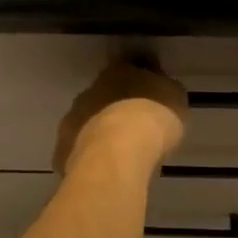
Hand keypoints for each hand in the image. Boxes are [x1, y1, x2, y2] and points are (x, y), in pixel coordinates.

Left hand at [54, 57, 187, 175]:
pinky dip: (88, 156)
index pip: (127, 68)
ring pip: (87, 121)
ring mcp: (73, 117)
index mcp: (119, 71)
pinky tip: (102, 168)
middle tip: (133, 127)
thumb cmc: (153, 118)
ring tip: (118, 152)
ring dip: (99, 131)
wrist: (119, 152)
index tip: (148, 97)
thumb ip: (165, 90)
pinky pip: (77, 148)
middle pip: (103, 95)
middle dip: (115, 108)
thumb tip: (161, 87)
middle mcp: (91, 89)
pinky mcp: (63, 147)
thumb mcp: (174, 98)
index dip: (137, 82)